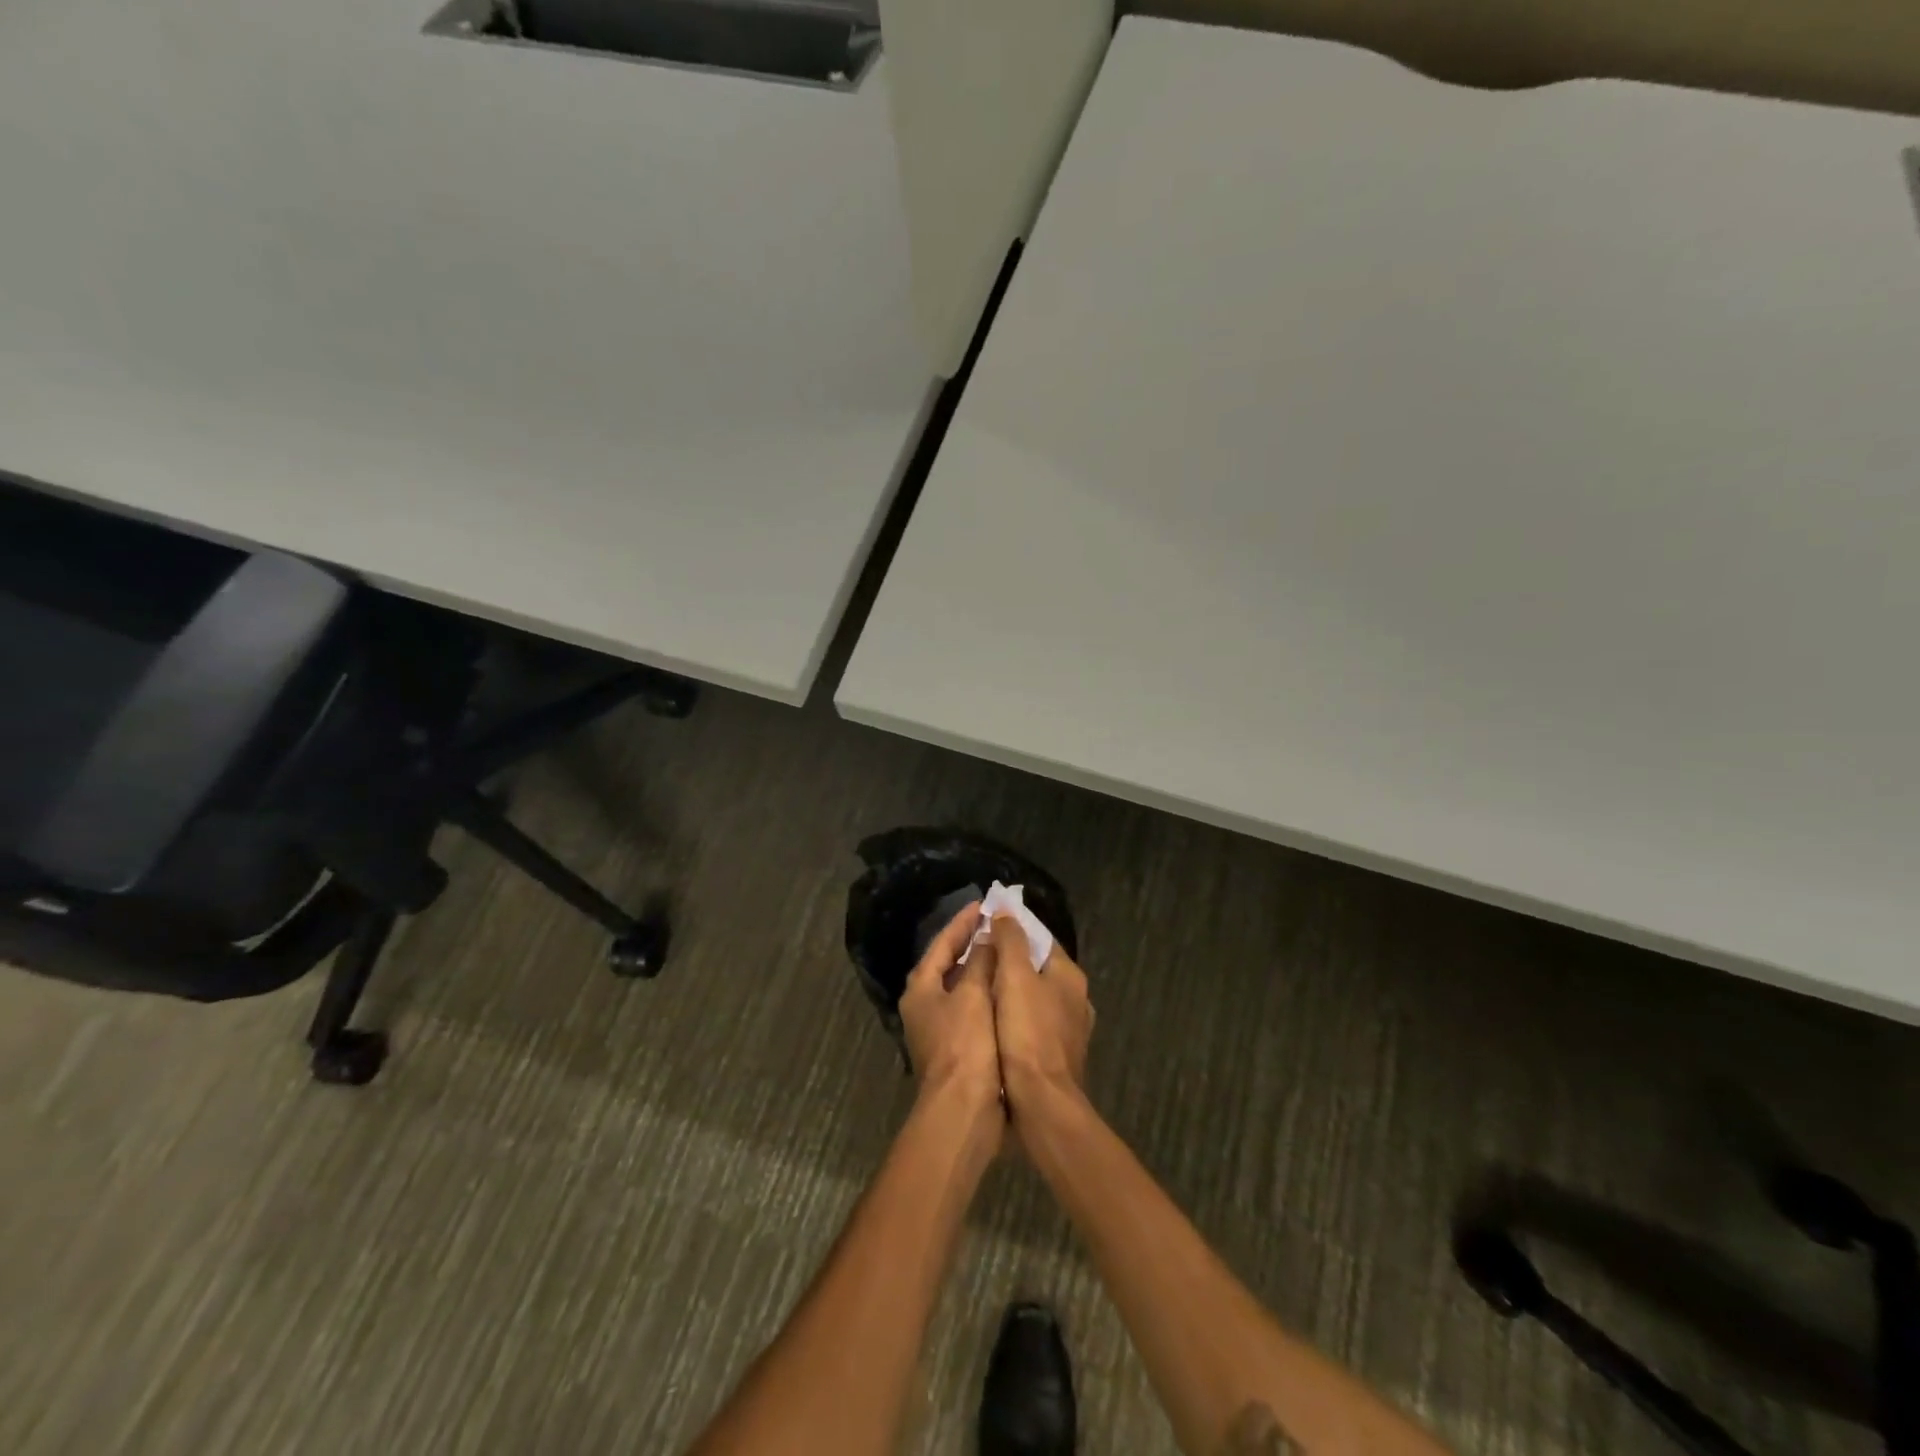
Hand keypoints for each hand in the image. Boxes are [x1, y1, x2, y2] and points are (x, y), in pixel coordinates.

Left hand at [898, 901, 1001, 1122]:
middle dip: (972, 944)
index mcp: (921, 987)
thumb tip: (986, 936)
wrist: (963, 1111)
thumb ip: (979, 961)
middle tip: (997, 926)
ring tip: (1007, 952)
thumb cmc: (966, 1045)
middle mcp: (924, 1004)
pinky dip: (988, 994)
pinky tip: (1008, 990)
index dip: (963, 922)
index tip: (984, 904)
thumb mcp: (973, 995)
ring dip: (981, 969)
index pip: (942, 943)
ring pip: (962, 987)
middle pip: (948, 964)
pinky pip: (972, 1008)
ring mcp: (938, 1028)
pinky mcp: (956, 1048)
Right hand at [985, 915, 1093, 1117]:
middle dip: (1012, 962)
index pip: (1041, 940)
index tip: (987, 927)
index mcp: (1069, 975)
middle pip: (1039, 969)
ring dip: (1013, 992)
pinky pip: (1033, 1025)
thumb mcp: (1014, 977)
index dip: (1015, 931)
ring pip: (1036, 998)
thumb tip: (1006, 911)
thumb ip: (1011, 941)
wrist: (1042, 1102)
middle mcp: (1076, 999)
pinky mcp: (1059, 1056)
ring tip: (981, 989)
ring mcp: (1070, 1030)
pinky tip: (994, 1024)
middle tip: (979, 958)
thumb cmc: (1027, 1033)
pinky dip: (1016, 1018)